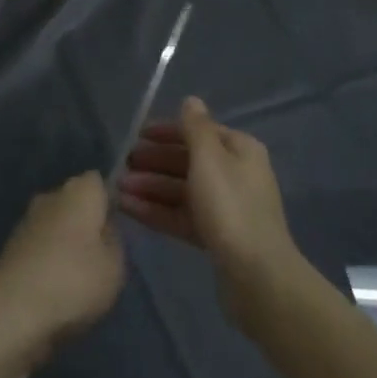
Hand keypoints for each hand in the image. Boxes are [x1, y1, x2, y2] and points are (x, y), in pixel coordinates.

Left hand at [0, 172, 124, 363]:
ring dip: (65, 241)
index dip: (108, 202)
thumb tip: (104, 227)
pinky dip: (47, 258)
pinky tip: (54, 286)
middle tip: (99, 256)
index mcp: (79, 191)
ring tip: (77, 277)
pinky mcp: (11, 244)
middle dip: (85, 221)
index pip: (98, 182)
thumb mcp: (114, 266)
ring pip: (55, 222)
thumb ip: (114, 240)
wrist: (14, 310)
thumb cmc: (75, 281)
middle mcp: (51, 195)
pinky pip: (39, 244)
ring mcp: (27, 218)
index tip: (115, 230)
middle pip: (74, 201)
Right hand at [117, 97, 302, 324]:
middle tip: (123, 164)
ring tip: (118, 189)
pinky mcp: (216, 237)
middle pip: (188, 161)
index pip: (198, 131)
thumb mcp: (209, 157)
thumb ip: (195, 127)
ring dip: (150, 186)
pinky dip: (157, 211)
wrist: (258, 277)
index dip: (166, 131)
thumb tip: (191, 100)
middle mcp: (235, 174)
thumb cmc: (231, 207)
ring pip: (182, 190)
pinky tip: (128, 210)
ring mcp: (226, 208)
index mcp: (239, 150)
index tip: (136, 135)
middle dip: (154, 162)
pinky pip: (182, 216)